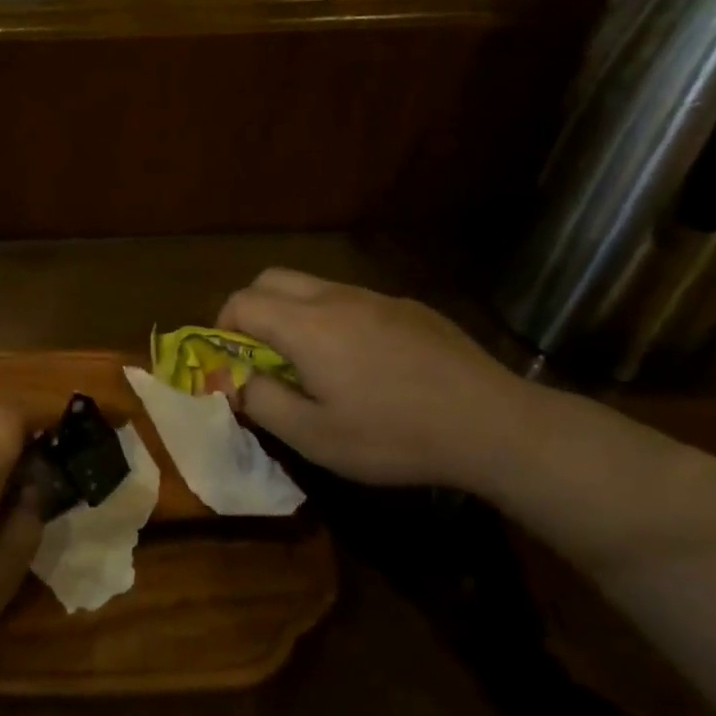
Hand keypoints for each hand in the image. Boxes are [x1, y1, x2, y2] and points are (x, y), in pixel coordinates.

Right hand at [217, 268, 537, 489]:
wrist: (491, 424)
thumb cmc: (393, 435)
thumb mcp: (315, 437)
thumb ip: (263, 402)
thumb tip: (238, 381)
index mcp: (306, 325)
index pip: (242, 302)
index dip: (223, 329)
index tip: (234, 364)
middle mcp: (336, 297)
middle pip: (272, 279)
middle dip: (253, 309)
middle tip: (263, 356)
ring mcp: (376, 297)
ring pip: (314, 286)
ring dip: (295, 313)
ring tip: (314, 363)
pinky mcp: (409, 307)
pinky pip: (354, 300)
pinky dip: (335, 319)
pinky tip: (366, 365)